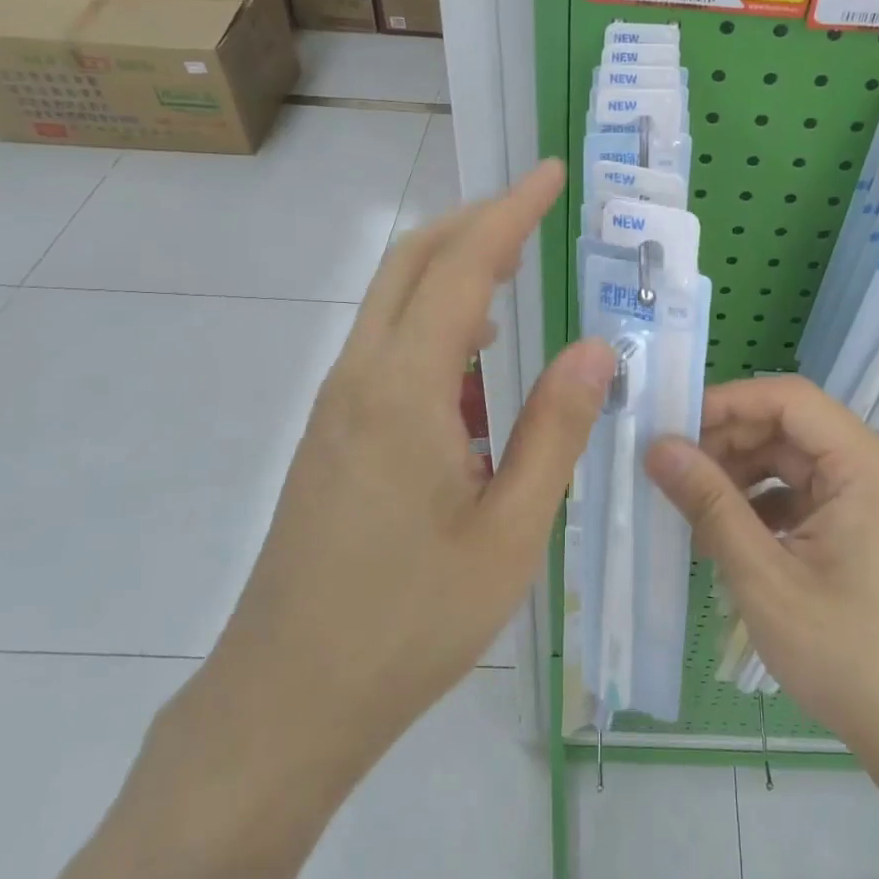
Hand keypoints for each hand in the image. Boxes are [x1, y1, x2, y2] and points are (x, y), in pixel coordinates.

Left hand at [157, 161, 612, 822]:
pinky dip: (437, 325)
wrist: (282, 703)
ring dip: (454, 272)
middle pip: (412, 262)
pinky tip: (477, 364)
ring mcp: (336, 407)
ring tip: (518, 276)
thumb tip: (596, 349)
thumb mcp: (509, 533)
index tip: (550, 175)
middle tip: (535, 212)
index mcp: (403, 390)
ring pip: (395, 304)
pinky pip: (388, 350)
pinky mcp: (332, 437)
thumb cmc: (407, 624)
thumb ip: (554, 431)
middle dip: (474, 221)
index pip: (463, 266)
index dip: (510, 211)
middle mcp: (359, 378)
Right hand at [646, 375, 878, 779]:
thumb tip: (658, 448)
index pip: (790, 399)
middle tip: (675, 471)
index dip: (728, 403)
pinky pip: (816, 492)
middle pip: (795, 428)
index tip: (674, 425)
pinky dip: (774, 504)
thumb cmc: (848, 657)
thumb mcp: (765, 579)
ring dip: (748, 475)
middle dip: (732, 443)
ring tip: (697, 507)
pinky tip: (736, 535)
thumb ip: (710, 504)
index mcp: (870, 465)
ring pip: (801, 460)